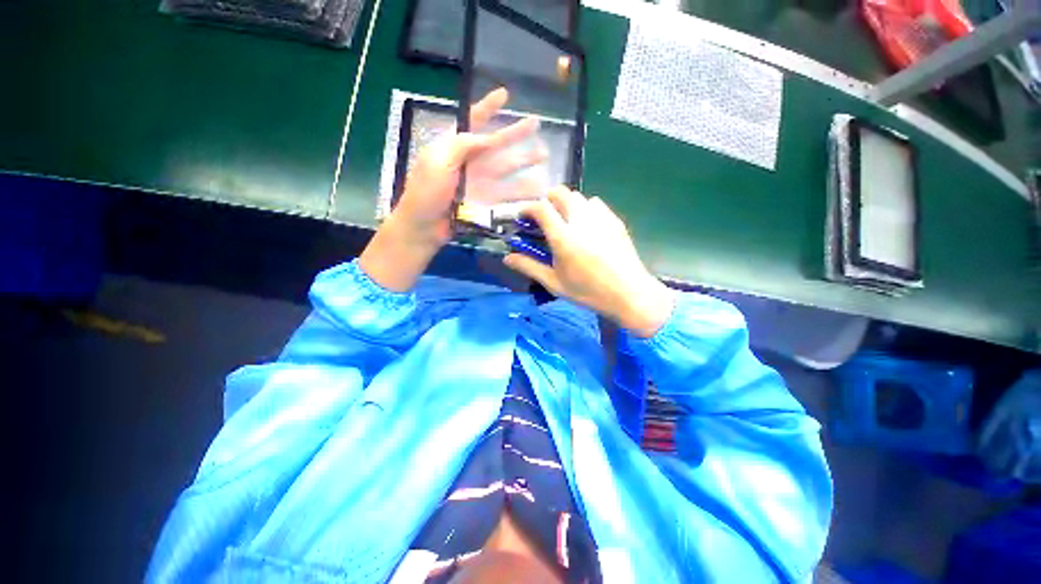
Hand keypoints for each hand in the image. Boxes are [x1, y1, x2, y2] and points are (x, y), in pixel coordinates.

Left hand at [360, 88, 544, 291]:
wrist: (424, 227)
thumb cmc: (426, 192)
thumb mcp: (438, 161)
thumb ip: (462, 145)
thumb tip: (486, 135)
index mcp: (454, 147)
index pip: (473, 121)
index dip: (488, 107)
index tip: (505, 94)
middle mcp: (470, 162)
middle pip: (497, 144)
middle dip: (516, 134)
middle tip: (537, 123)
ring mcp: (479, 183)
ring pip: (507, 169)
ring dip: (525, 162)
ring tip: (544, 155)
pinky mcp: (485, 202)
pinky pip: (507, 194)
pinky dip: (522, 192)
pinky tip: (537, 189)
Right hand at [504, 188, 675, 337]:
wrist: (629, 293)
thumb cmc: (588, 292)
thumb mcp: (554, 283)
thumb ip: (529, 266)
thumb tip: (507, 258)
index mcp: (563, 237)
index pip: (541, 208)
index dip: (527, 208)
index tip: (522, 216)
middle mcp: (581, 220)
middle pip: (560, 193)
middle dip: (547, 200)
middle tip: (543, 217)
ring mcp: (601, 218)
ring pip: (578, 196)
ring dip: (566, 203)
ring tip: (565, 221)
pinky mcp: (615, 220)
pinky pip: (595, 204)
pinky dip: (585, 208)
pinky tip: (586, 227)